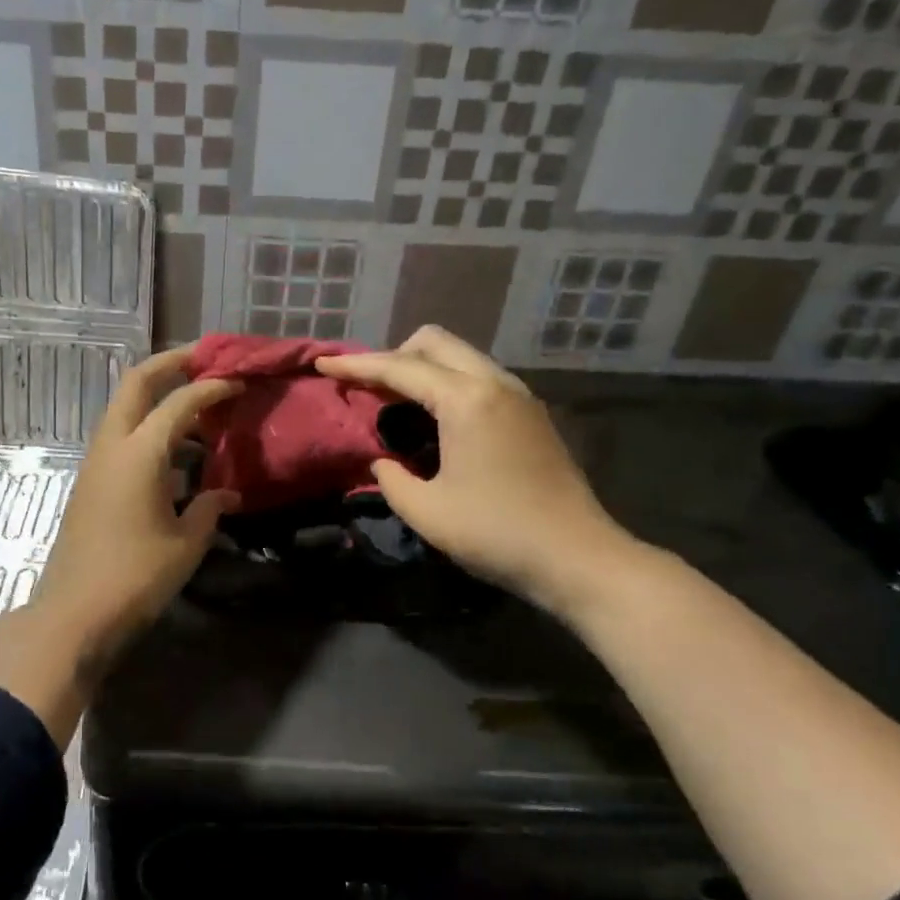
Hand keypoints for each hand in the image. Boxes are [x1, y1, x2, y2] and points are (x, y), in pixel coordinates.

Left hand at [36, 346, 241, 649]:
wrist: (75, 612)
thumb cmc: (136, 576)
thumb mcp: (186, 543)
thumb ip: (209, 509)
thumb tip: (226, 494)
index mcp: (140, 452)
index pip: (180, 401)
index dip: (212, 386)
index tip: (239, 380)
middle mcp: (113, 445)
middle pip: (137, 382)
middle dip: (171, 363)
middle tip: (207, 360)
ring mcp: (97, 462)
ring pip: (126, 408)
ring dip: (158, 396)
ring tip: (198, 407)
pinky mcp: (91, 481)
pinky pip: (122, 437)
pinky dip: (149, 428)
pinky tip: (177, 452)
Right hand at [316, 327, 644, 619]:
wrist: (577, 556)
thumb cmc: (495, 533)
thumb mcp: (425, 511)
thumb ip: (391, 478)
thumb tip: (383, 461)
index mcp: (465, 400)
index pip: (399, 368)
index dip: (356, 367)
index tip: (322, 367)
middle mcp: (494, 384)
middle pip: (434, 343)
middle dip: (393, 357)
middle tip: (368, 391)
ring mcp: (519, 396)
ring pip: (460, 357)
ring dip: (423, 370)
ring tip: (397, 405)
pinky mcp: (532, 414)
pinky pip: (479, 378)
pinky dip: (449, 385)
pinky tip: (437, 422)